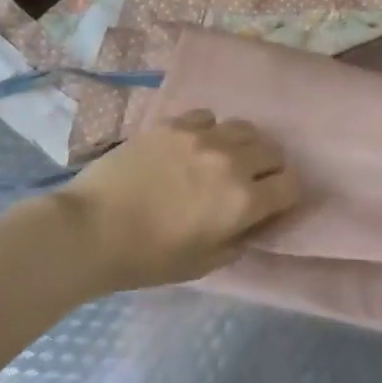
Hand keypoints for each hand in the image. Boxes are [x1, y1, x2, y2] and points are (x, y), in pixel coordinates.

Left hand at [56, 110, 299, 291]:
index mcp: (243, 201)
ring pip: (244, 128)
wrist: (90, 229)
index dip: (285, 195)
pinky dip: (209, 131)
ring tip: (224, 159)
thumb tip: (249, 225)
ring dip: (242, 145)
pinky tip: (193, 146)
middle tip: (249, 182)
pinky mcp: (174, 124)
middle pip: (273, 151)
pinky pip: (208, 117)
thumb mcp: (202, 265)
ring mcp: (202, 137)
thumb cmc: (147, 258)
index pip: (291, 184)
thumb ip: (236, 241)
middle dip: (268, 168)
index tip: (271, 203)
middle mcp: (232, 162)